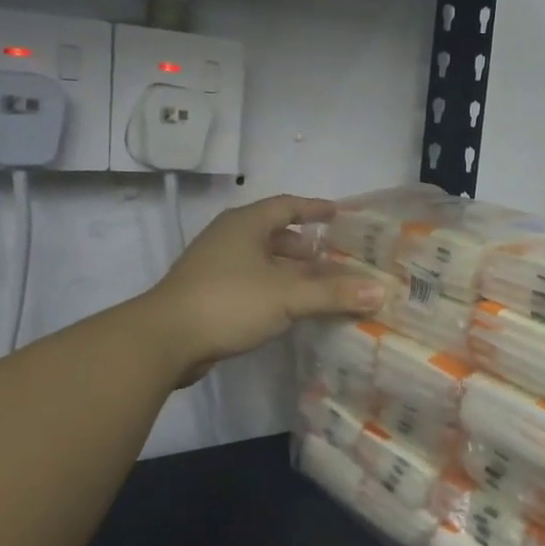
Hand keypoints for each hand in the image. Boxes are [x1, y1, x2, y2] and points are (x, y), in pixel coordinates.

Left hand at [141, 194, 384, 386]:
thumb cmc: (229, 302)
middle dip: (306, 246)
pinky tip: (289, 308)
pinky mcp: (208, 293)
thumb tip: (380, 291)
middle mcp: (229, 237)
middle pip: (275, 234)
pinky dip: (274, 288)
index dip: (314, 208)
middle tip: (336, 259)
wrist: (164, 339)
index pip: (287, 205)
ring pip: (262, 260)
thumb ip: (334, 294)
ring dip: (290, 270)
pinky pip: (251, 281)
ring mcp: (214, 266)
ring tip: (319, 286)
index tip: (338, 214)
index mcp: (246, 224)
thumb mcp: (288, 296)